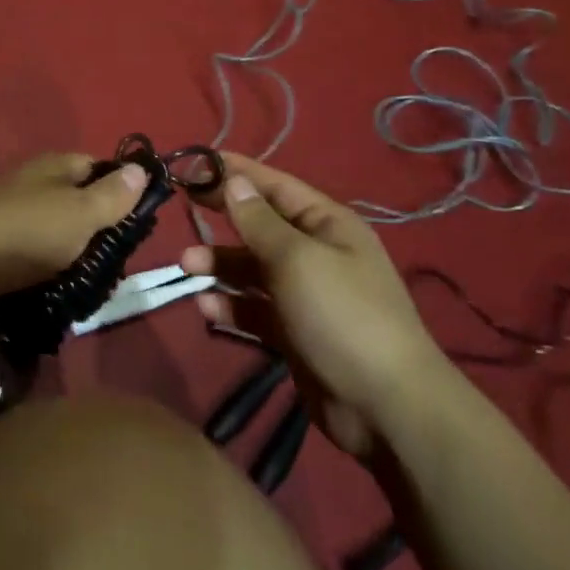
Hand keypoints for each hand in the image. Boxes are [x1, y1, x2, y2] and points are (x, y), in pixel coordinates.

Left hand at [0, 151, 147, 302]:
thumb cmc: (26, 231)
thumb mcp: (80, 211)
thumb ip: (112, 194)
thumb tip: (140, 169)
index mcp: (55, 167)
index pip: (97, 167)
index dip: (121, 189)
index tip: (141, 221)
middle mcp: (35, 186)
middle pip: (79, 202)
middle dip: (101, 230)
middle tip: (122, 260)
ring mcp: (16, 218)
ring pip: (59, 233)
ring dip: (78, 256)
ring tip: (99, 283)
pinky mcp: (1, 250)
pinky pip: (38, 257)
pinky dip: (53, 272)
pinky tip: (66, 291)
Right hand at [182, 154, 454, 459]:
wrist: (386, 407)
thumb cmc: (341, 315)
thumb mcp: (296, 258)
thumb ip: (259, 221)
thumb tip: (234, 181)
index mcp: (328, 225)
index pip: (275, 186)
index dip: (237, 173)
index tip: (195, 163)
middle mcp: (317, 254)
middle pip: (260, 227)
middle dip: (223, 221)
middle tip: (183, 211)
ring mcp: (305, 296)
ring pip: (252, 270)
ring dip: (220, 266)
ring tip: (187, 268)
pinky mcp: (294, 333)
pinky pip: (255, 310)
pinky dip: (231, 306)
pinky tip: (207, 308)